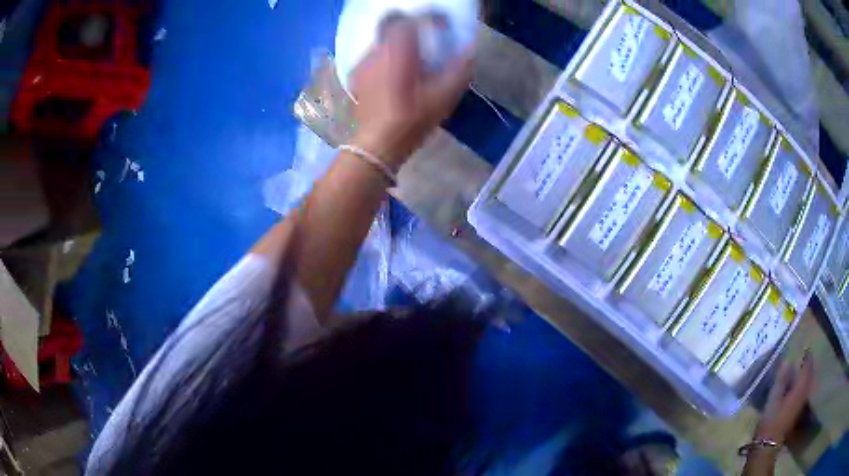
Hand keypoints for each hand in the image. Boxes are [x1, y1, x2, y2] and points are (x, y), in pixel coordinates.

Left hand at [349, 15, 473, 169]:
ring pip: (382, 41)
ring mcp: (363, 63)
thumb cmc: (412, 120)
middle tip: (426, 41)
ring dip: (399, 44)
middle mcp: (377, 50)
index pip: (411, 20)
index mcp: (398, 50)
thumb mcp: (444, 97)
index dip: (430, 19)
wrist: (377, 144)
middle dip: (412, 28)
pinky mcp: (356, 76)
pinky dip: (386, 57)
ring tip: (411, 60)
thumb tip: (469, 52)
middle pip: (393, 25)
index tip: (442, 26)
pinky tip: (394, 74)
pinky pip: (373, 56)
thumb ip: (459, 70)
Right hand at [755, 351, 813, 444]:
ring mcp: (799, 406)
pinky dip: (801, 387)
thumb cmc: (770, 422)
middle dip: (808, 368)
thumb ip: (781, 380)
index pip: (807, 369)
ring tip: (800, 372)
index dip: (808, 358)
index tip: (806, 349)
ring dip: (805, 378)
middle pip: (809, 377)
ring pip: (806, 386)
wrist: (766, 447)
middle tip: (804, 359)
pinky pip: (802, 394)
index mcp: (799, 390)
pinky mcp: (794, 414)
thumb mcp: (773, 399)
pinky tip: (795, 389)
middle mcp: (803, 395)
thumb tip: (787, 360)